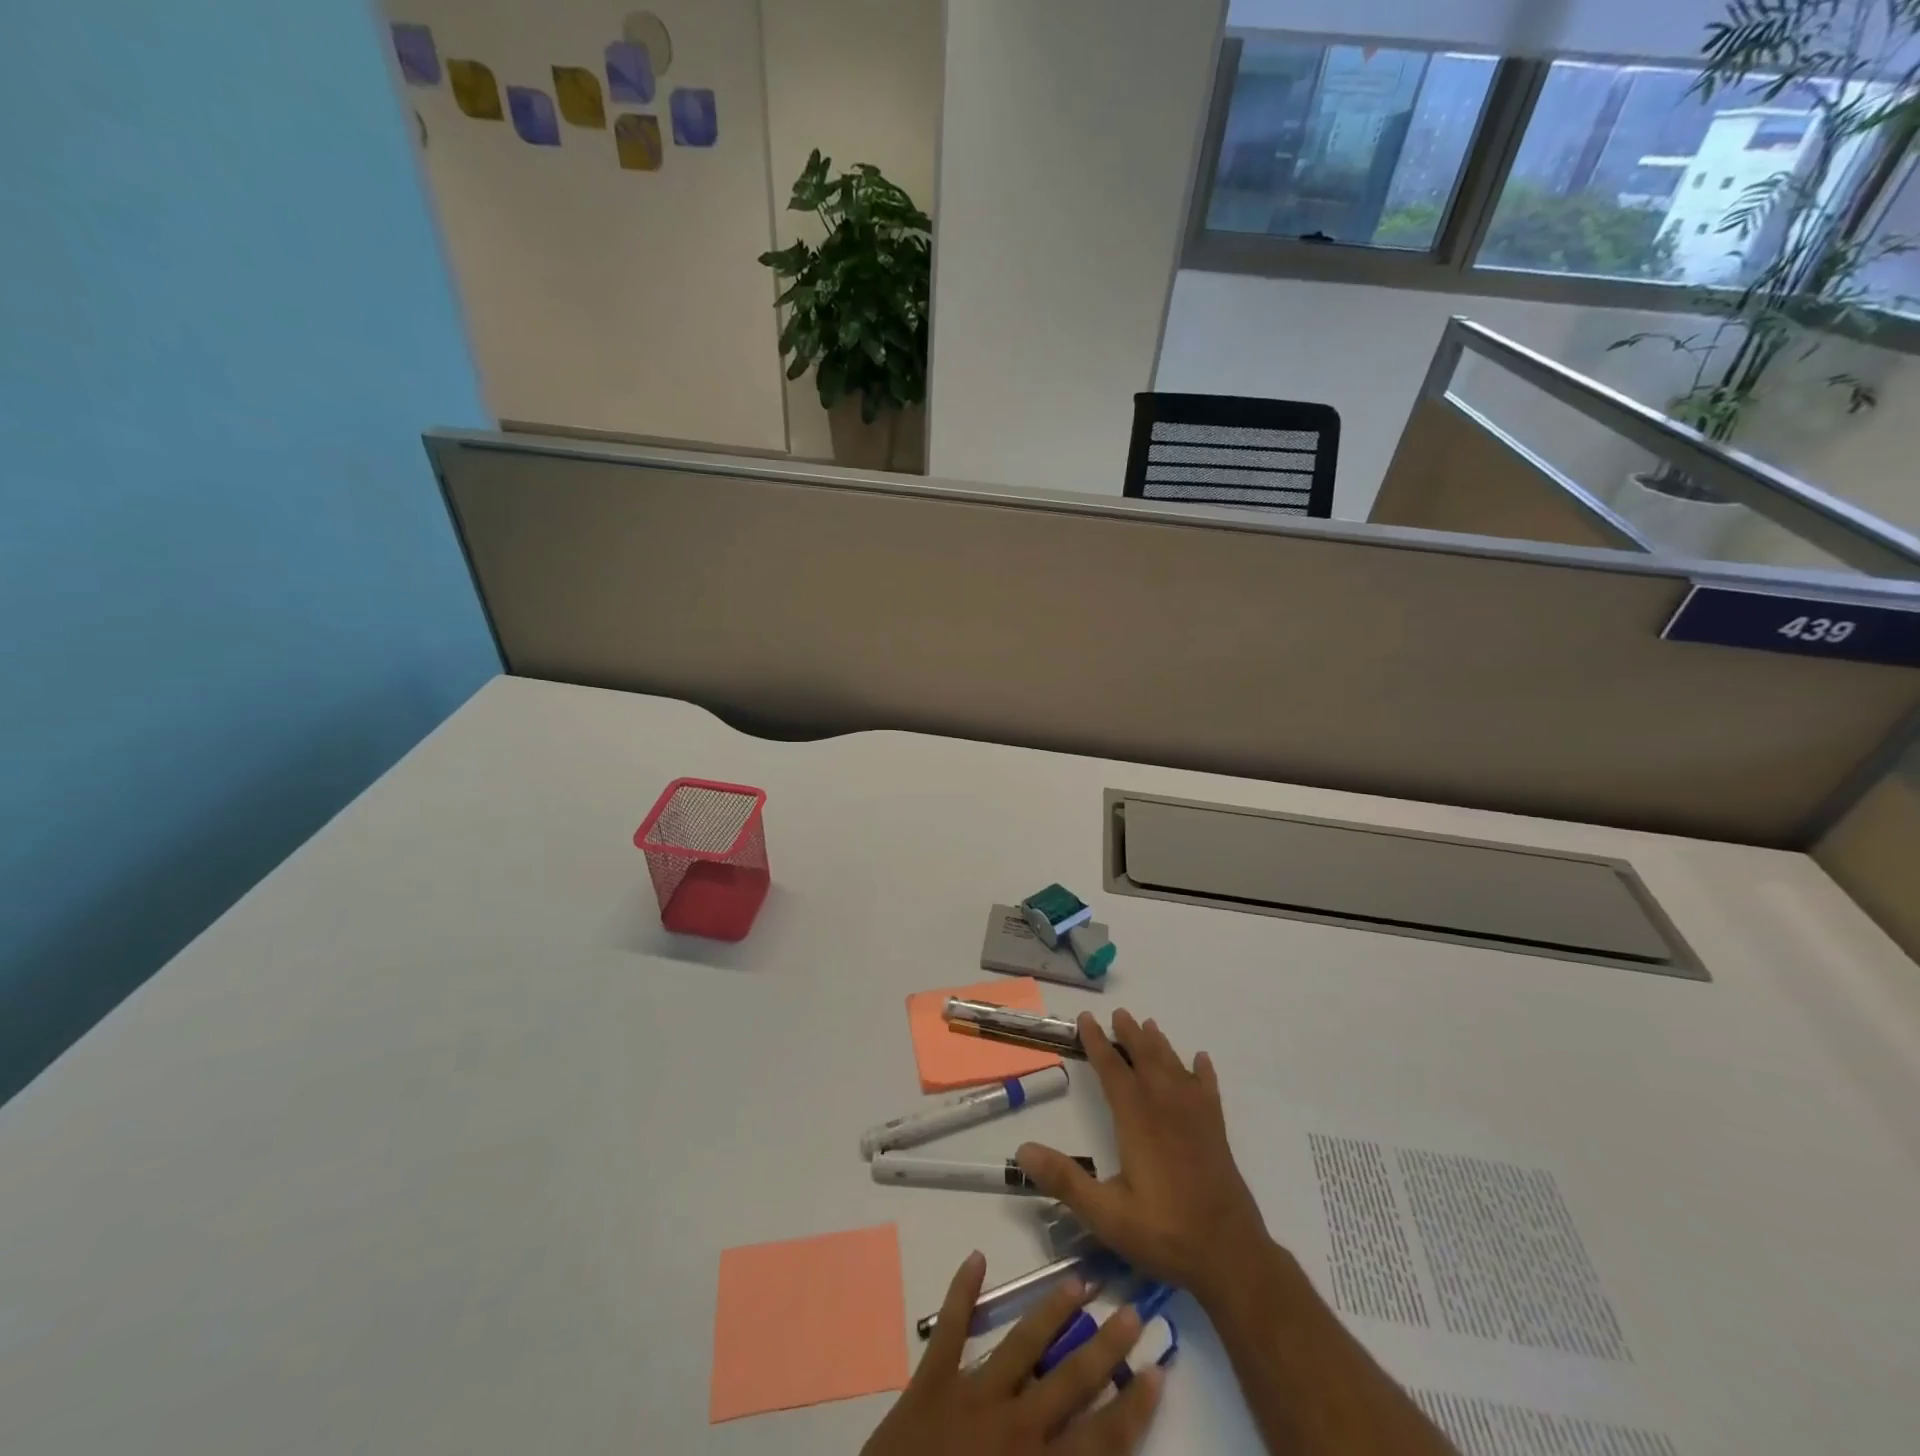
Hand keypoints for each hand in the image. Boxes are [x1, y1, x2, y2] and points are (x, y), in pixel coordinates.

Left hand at [860, 1251, 1163, 1455]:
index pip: (1101, 1438)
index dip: (1133, 1406)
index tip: (1158, 1369)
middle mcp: (1014, 1424)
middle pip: (1071, 1378)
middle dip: (1106, 1346)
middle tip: (1131, 1310)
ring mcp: (972, 1394)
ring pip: (1022, 1342)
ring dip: (1052, 1311)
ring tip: (1078, 1281)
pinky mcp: (932, 1378)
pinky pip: (950, 1327)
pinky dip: (962, 1290)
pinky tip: (976, 1256)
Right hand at [1018, 1010, 1272, 1311]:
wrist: (1231, 1256)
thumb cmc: (1164, 1233)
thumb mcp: (1106, 1214)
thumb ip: (1065, 1180)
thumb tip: (1022, 1149)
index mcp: (1137, 1120)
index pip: (1113, 1070)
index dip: (1097, 1042)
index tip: (1086, 1019)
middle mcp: (1166, 1108)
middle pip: (1146, 1059)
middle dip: (1131, 1035)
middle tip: (1120, 1013)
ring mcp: (1196, 1118)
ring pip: (1175, 1068)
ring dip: (1160, 1045)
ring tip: (1150, 1025)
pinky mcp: (1216, 1133)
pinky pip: (1208, 1090)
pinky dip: (1203, 1071)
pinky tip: (1201, 1060)